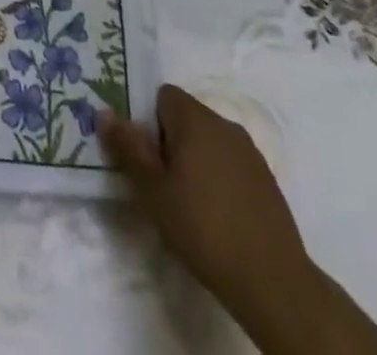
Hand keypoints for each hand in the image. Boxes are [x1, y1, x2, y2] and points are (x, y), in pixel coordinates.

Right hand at [100, 84, 376, 354]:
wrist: (273, 281)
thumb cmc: (203, 227)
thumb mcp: (152, 190)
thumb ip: (128, 148)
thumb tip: (104, 112)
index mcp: (195, 118)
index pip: (163, 95)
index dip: (149, 120)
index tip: (145, 156)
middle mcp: (224, 124)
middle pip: (186, 117)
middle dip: (170, 142)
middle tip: (161, 183)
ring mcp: (250, 152)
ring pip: (210, 141)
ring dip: (195, 160)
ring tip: (188, 203)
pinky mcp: (267, 180)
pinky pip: (231, 164)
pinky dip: (219, 179)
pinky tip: (217, 216)